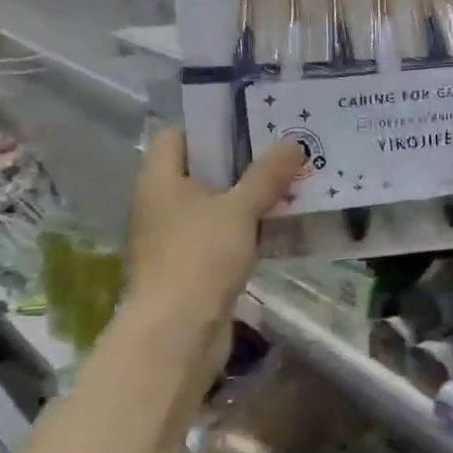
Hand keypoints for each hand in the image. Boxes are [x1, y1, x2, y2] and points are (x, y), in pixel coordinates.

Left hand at [126, 127, 303, 327]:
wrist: (179, 331)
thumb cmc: (200, 257)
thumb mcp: (239, 209)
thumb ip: (266, 175)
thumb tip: (293, 142)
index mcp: (160, 179)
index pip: (178, 135)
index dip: (211, 124)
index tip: (252, 121)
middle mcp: (162, 202)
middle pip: (201, 169)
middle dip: (241, 160)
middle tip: (284, 150)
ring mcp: (176, 236)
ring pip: (215, 203)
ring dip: (248, 195)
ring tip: (290, 181)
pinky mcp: (193, 264)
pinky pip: (221, 233)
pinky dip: (246, 226)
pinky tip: (280, 223)